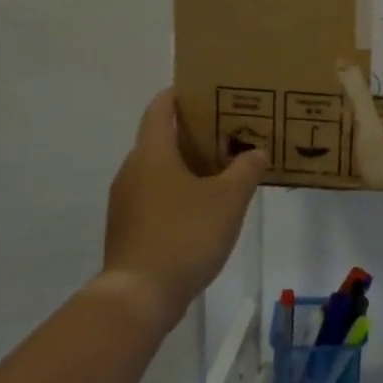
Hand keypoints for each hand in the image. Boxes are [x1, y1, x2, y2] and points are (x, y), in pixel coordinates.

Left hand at [102, 88, 266, 316]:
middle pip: (160, 140)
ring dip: (188, 166)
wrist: (140, 293)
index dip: (178, 95)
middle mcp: (132, 171)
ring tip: (224, 169)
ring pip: (159, 171)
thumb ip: (245, 170)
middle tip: (229, 131)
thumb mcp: (228, 199)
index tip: (204, 89)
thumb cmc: (185, 234)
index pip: (159, 109)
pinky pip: (156, 197)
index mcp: (152, 154)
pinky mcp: (129, 228)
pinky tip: (207, 207)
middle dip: (193, 134)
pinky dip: (179, 192)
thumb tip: (256, 151)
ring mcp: (126, 202)